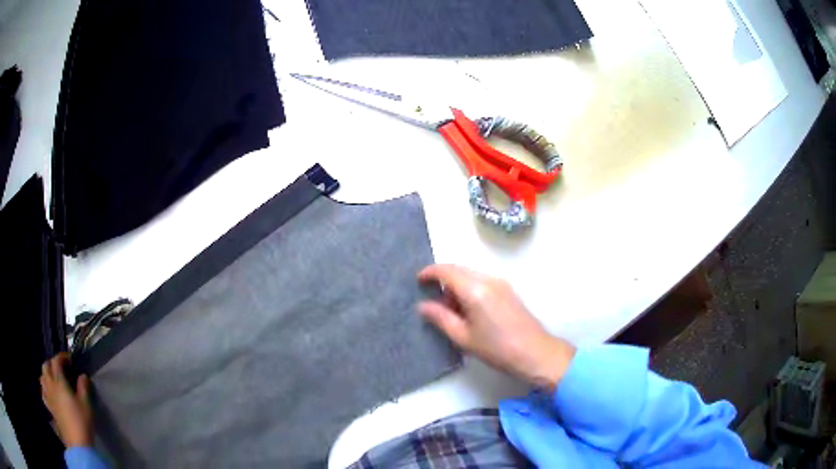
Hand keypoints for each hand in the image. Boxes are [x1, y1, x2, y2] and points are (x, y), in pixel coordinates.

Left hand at [40, 352, 93, 447]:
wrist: (77, 444)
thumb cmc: (81, 422)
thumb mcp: (86, 405)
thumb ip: (83, 388)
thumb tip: (83, 376)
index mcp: (59, 381)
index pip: (56, 361)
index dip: (61, 357)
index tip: (69, 360)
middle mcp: (50, 384)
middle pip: (46, 366)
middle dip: (51, 364)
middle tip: (60, 368)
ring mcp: (48, 396)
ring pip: (42, 377)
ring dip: (46, 375)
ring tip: (53, 379)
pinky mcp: (49, 407)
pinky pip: (43, 392)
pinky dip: (44, 389)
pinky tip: (49, 393)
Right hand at [418, 264, 575, 390]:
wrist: (535, 353)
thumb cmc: (496, 349)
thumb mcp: (463, 337)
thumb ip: (440, 318)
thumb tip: (423, 306)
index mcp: (475, 290)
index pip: (447, 271)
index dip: (430, 273)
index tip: (418, 281)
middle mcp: (488, 279)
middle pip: (459, 269)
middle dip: (443, 279)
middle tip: (432, 299)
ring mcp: (501, 283)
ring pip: (471, 274)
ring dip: (457, 284)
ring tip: (450, 309)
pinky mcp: (508, 290)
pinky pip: (482, 280)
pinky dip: (469, 288)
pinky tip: (468, 309)